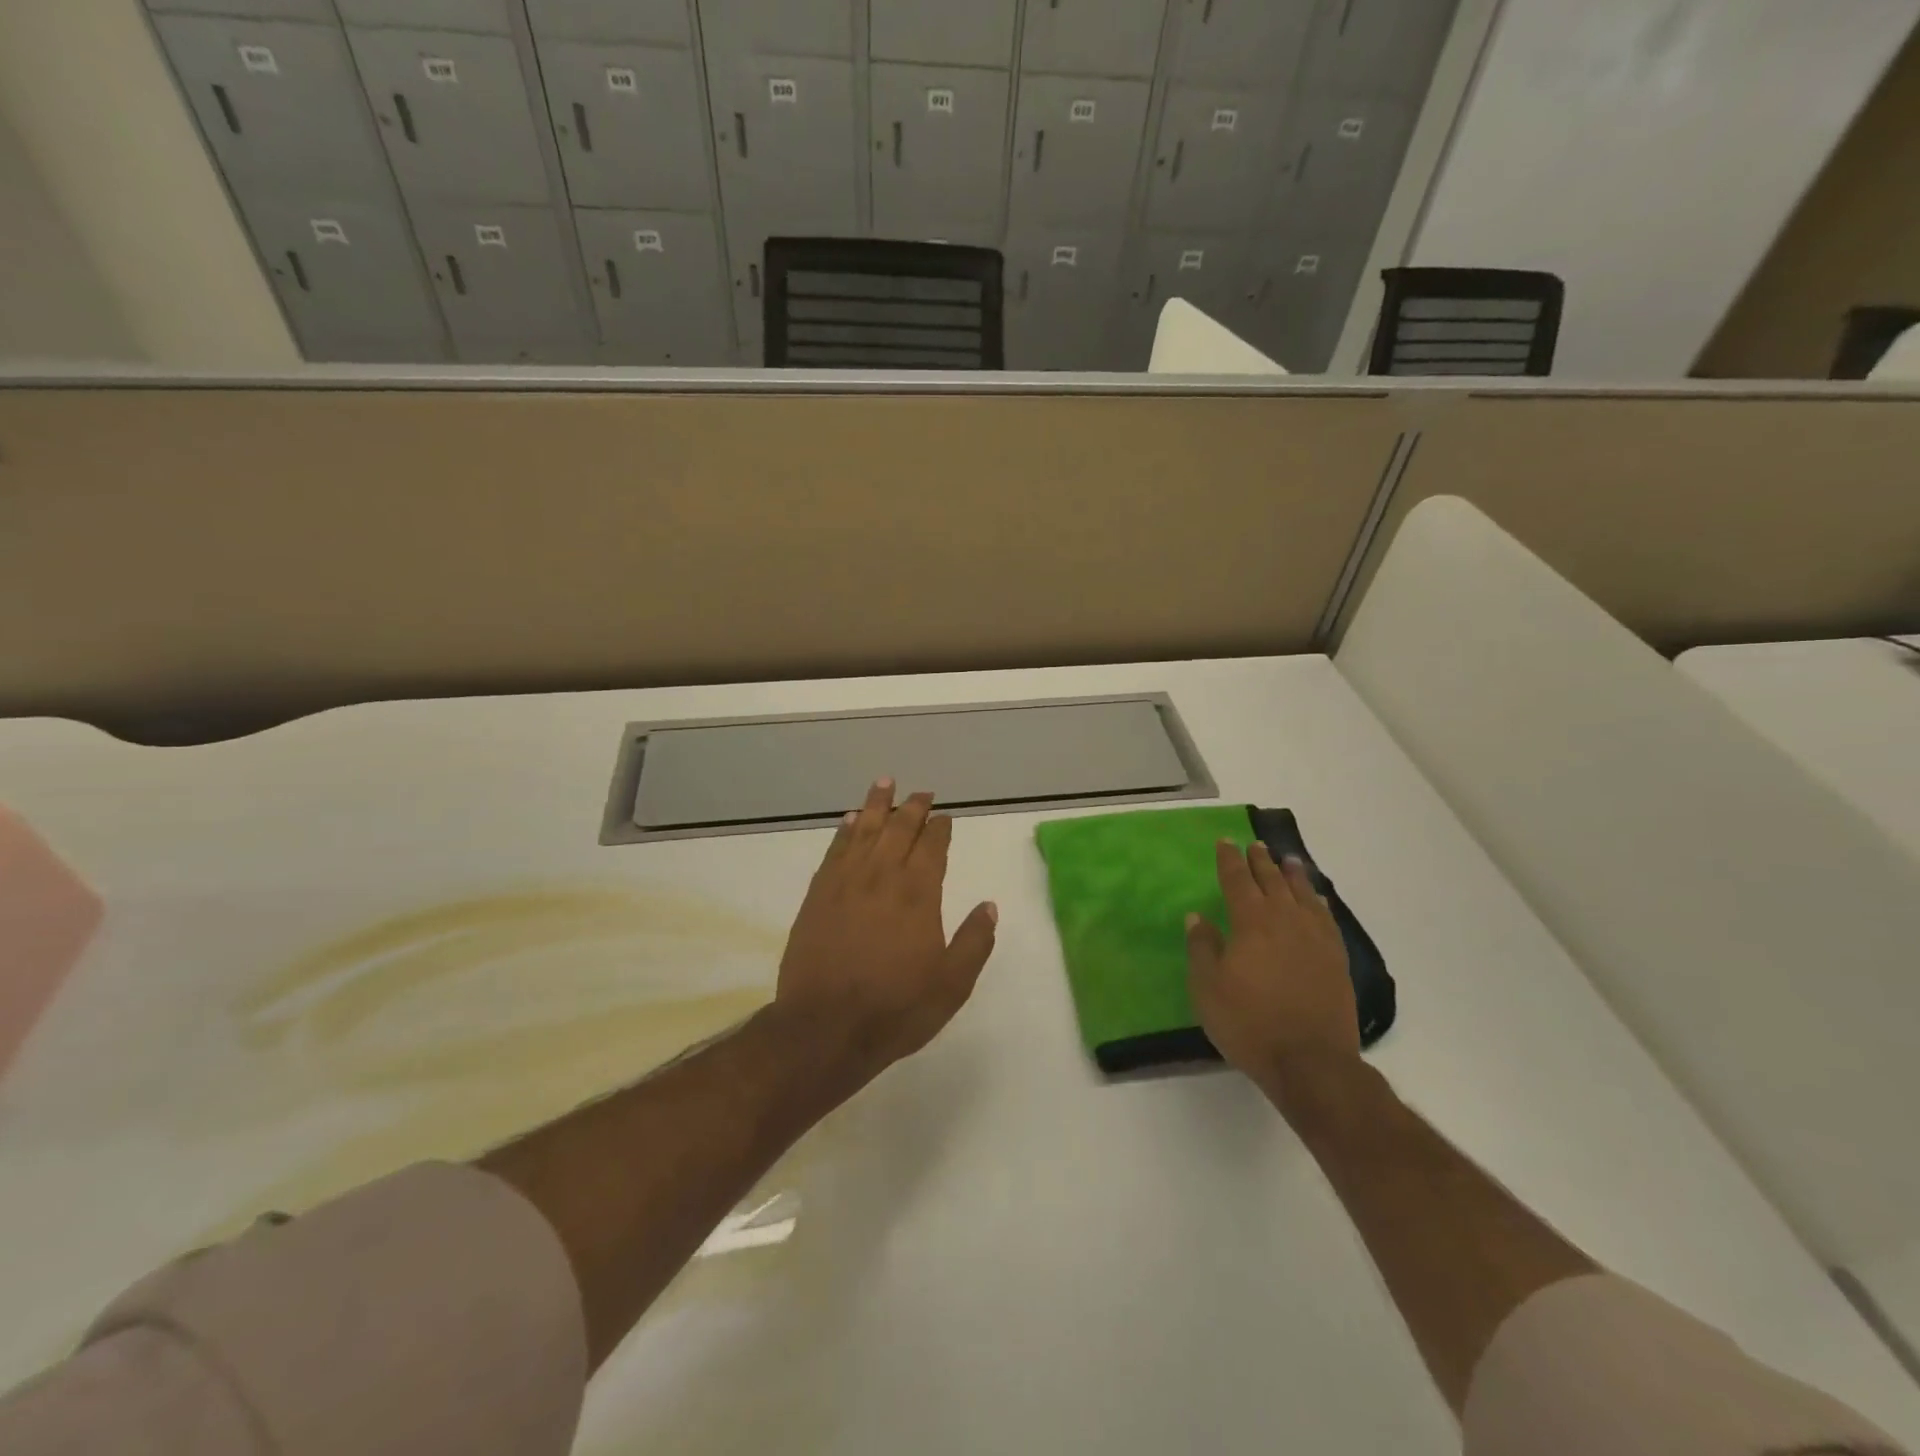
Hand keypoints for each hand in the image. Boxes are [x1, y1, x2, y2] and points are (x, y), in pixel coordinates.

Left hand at [774, 779, 998, 1073]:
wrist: (826, 1027)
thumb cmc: (896, 1008)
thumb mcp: (951, 984)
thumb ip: (974, 942)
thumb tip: (989, 905)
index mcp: (918, 894)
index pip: (932, 847)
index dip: (939, 828)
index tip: (944, 816)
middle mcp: (882, 877)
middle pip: (899, 829)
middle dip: (913, 808)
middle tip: (923, 793)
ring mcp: (846, 883)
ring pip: (864, 830)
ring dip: (876, 805)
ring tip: (885, 783)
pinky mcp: (818, 895)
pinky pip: (835, 850)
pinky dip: (845, 831)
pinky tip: (850, 820)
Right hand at [1185, 840, 1359, 1101]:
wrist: (1311, 1061)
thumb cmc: (1249, 1023)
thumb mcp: (1208, 988)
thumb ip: (1202, 948)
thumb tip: (1197, 916)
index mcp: (1251, 922)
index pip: (1237, 880)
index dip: (1229, 860)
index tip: (1226, 841)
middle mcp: (1285, 920)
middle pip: (1272, 881)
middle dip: (1261, 861)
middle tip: (1256, 845)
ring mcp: (1316, 939)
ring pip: (1303, 895)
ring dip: (1293, 875)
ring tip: (1288, 861)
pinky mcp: (1336, 959)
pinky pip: (1327, 919)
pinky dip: (1319, 903)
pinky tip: (1318, 900)